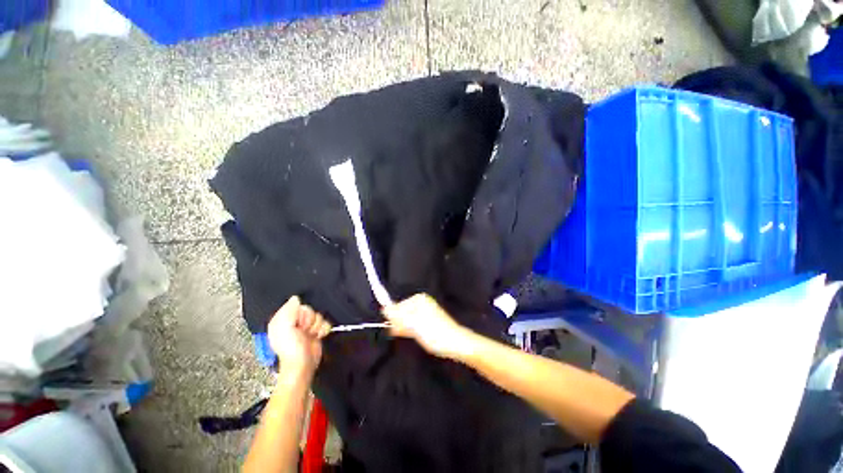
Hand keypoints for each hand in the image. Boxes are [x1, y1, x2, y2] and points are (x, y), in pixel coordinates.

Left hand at [267, 296, 331, 378]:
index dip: (300, 314)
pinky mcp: (317, 331)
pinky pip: (326, 322)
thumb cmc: (291, 348)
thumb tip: (296, 298)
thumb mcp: (284, 328)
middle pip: (310, 310)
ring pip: (319, 316)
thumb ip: (289, 311)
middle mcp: (295, 322)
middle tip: (304, 331)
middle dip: (310, 320)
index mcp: (283, 319)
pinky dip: (324, 329)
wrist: (302, 365)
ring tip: (310, 336)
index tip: (298, 324)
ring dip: (317, 326)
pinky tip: (318, 336)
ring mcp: (307, 327)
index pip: (297, 305)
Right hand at [382, 293, 469, 359]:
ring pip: (407, 319)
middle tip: (404, 334)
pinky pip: (413, 323)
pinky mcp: (427, 320)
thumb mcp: (414, 324)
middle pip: (402, 312)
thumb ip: (398, 316)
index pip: (397, 306)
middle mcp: (421, 302)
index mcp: (418, 299)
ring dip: (404, 328)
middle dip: (399, 323)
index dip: (394, 319)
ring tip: (411, 335)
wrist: (456, 344)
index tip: (395, 330)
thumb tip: (384, 309)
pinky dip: (410, 329)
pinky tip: (412, 335)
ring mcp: (425, 311)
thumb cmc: (435, 333)